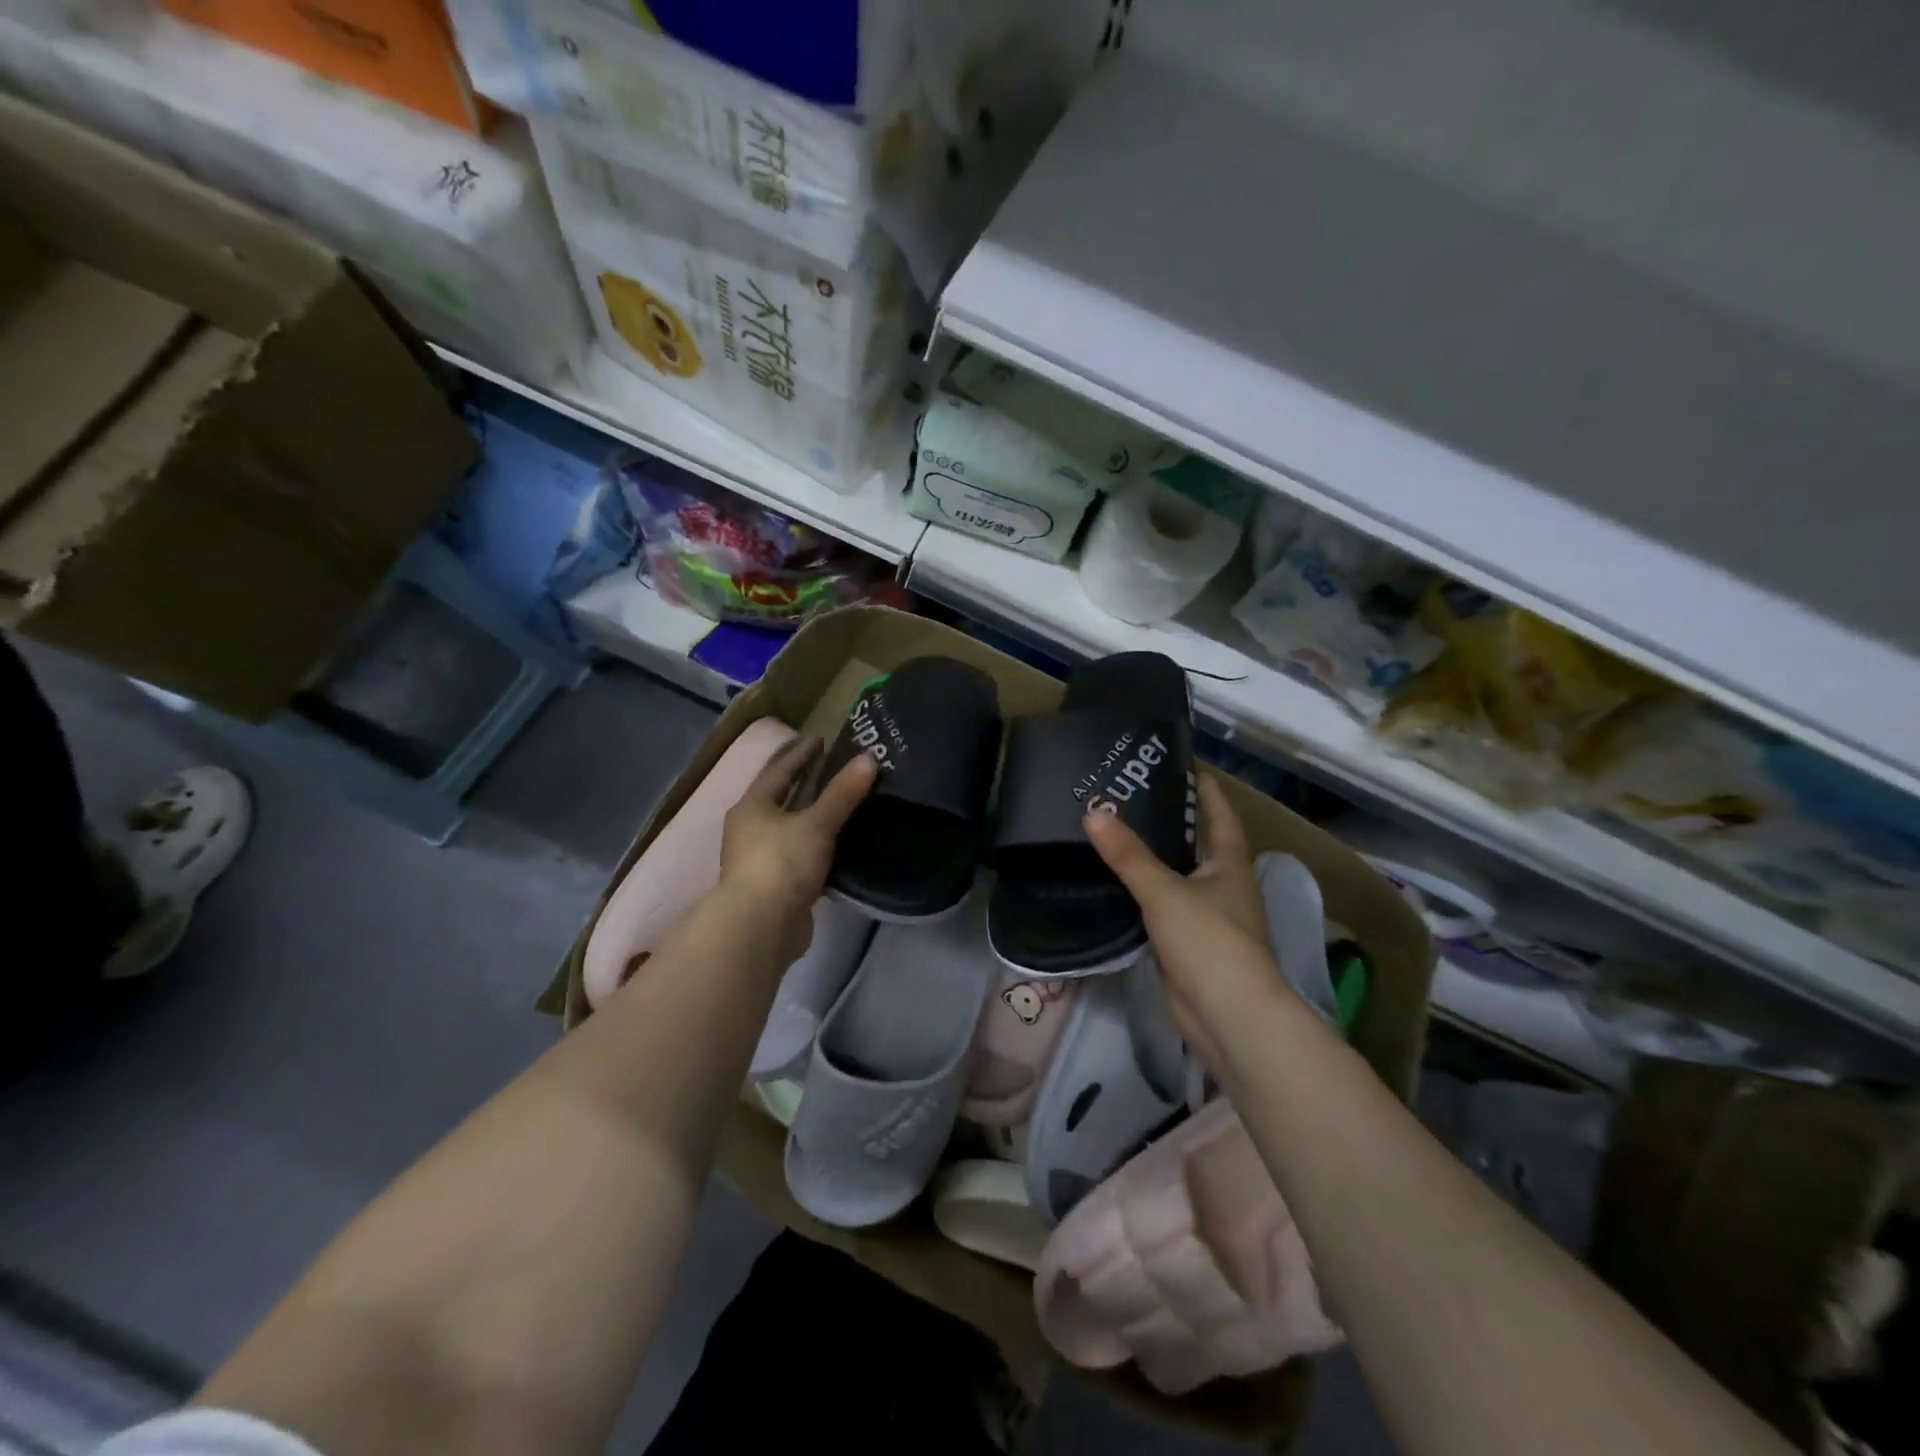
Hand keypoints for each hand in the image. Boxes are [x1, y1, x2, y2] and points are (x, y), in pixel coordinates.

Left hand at [717, 736, 876, 967]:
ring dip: (812, 817)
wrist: (760, 928)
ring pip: (791, 829)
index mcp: (752, 807)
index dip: (800, 754)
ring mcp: (760, 861)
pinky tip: (839, 845)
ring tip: (841, 804)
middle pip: (781, 799)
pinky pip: (800, 857)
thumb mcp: (817, 824)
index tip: (820, 739)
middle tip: (832, 767)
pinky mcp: (776, 887)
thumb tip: (869, 759)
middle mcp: (750, 830)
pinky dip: (817, 847)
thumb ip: (843, 793)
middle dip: (804, 783)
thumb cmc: (782, 864)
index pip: (779, 771)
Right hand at [1085, 775, 1277, 1066]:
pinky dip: (1146, 896)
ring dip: (1158, 861)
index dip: (1208, 792)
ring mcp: (1210, 920)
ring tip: (1120, 835)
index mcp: (1230, 866)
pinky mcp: (1190, 948)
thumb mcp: (1165, 891)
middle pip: (1200, 846)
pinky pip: (1165, 910)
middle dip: (1175, 824)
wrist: (1229, 1017)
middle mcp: (1225, 888)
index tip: (1187, 767)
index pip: (1222, 817)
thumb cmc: (1209, 942)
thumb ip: (1128, 854)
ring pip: (1181, 879)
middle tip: (1135, 798)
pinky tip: (1119, 886)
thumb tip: (1093, 812)